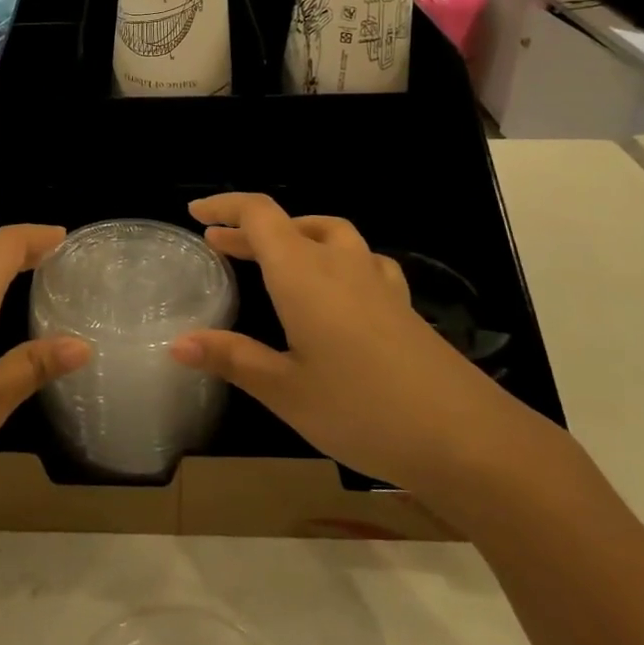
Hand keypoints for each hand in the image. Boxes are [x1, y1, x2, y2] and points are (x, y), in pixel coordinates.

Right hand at [170, 194, 535, 498]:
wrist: (466, 438)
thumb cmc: (362, 409)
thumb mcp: (284, 390)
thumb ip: (231, 358)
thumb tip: (176, 342)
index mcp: (303, 274)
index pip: (260, 215)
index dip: (226, 206)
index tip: (196, 214)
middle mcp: (340, 264)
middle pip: (290, 224)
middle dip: (250, 228)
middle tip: (219, 244)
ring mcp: (377, 283)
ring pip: (330, 234)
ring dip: (295, 235)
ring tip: (276, 257)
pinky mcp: (401, 305)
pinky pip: (362, 261)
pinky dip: (335, 257)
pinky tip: (339, 287)